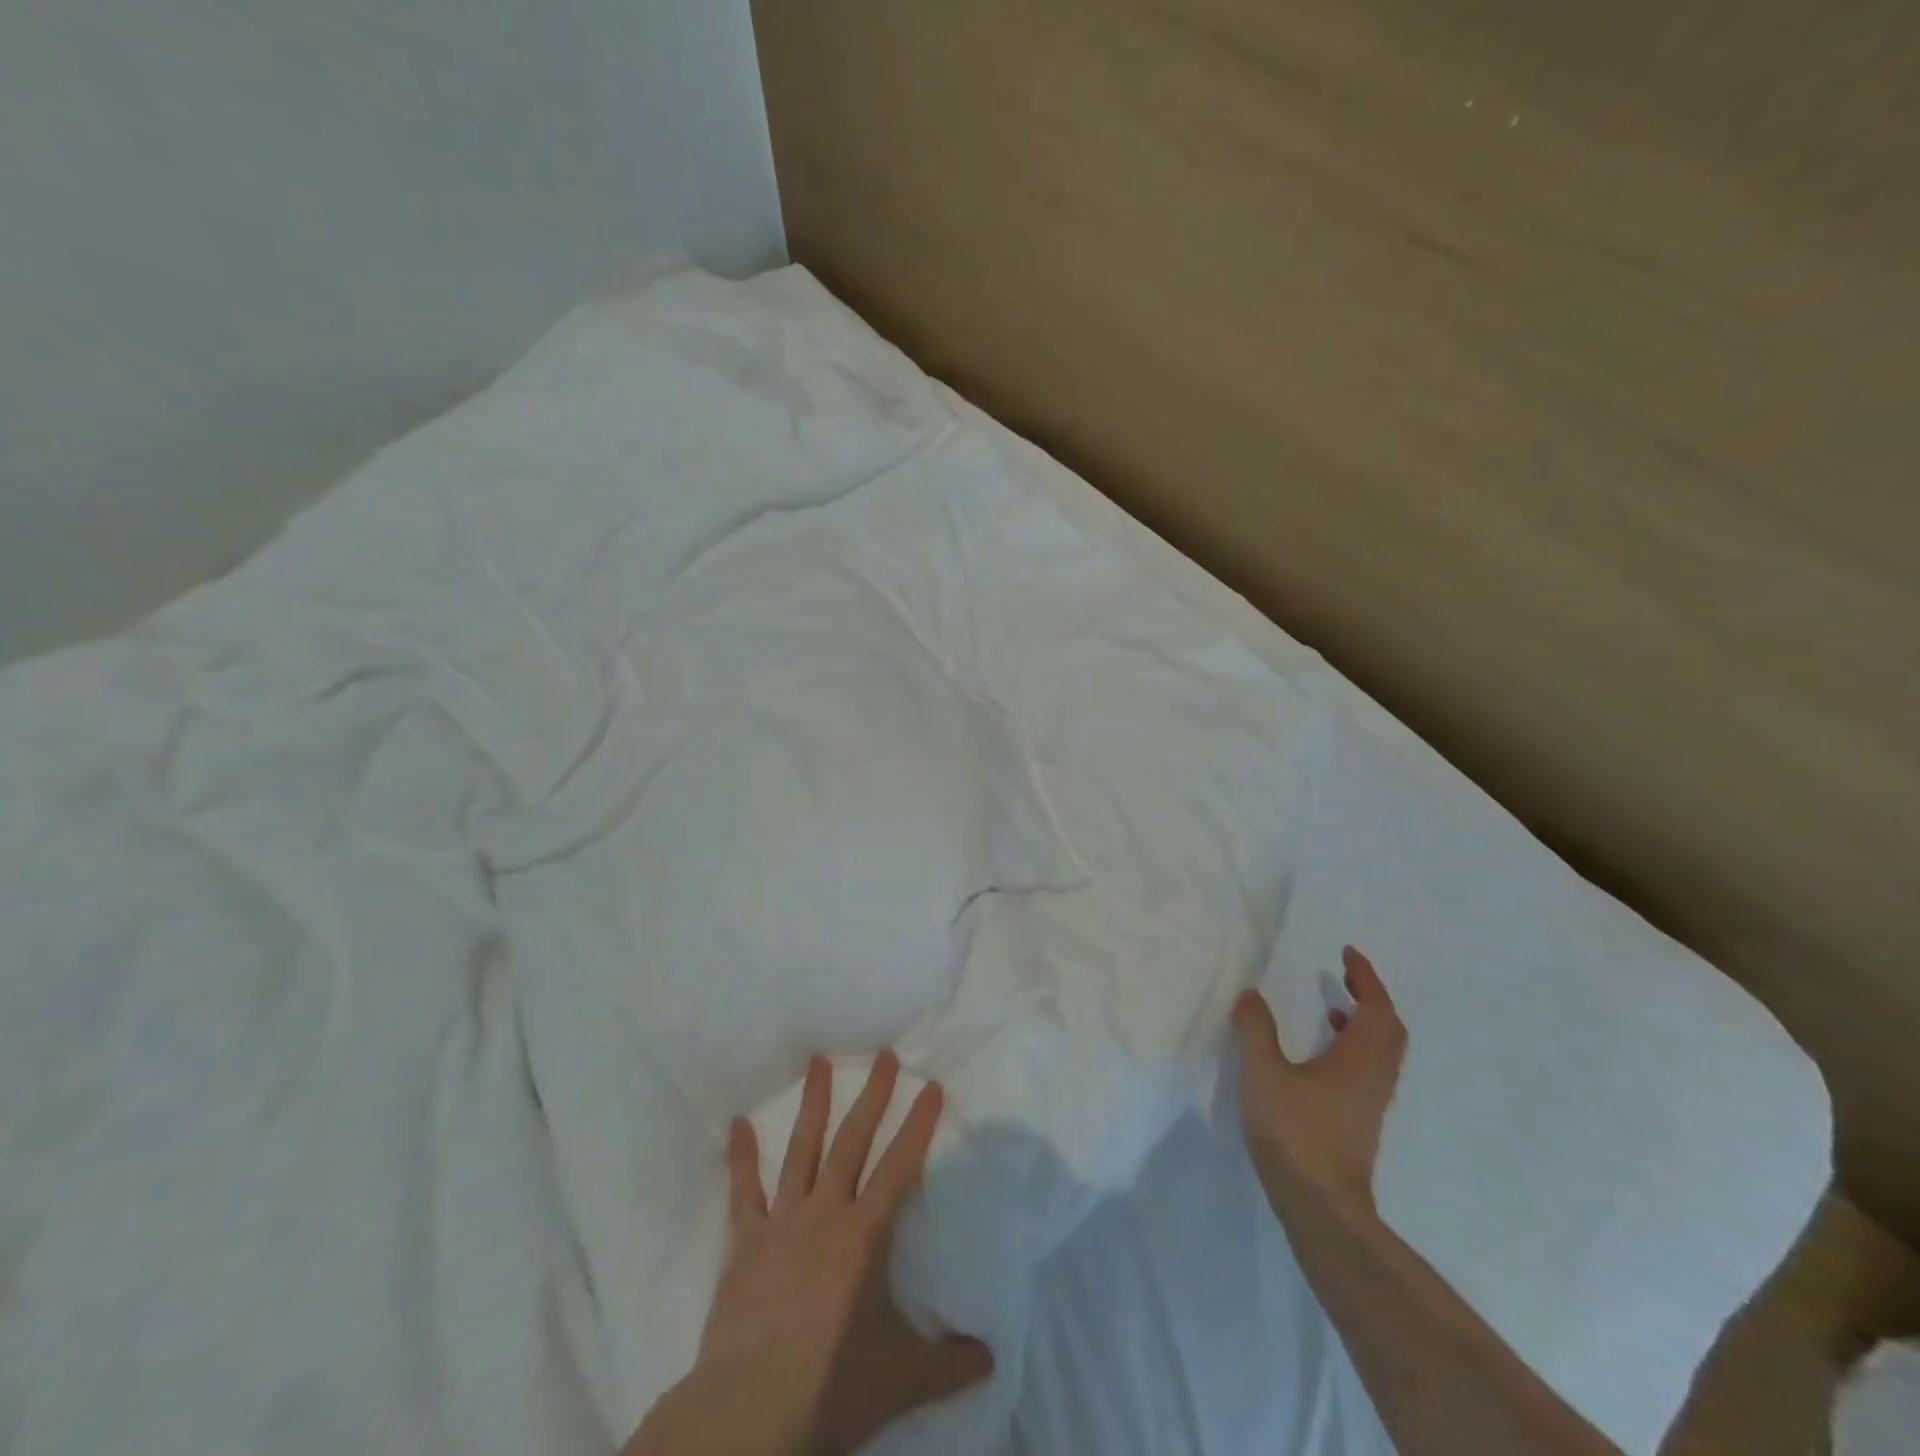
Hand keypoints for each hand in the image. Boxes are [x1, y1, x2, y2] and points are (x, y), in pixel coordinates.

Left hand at [625, 1052, 992, 1455]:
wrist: (748, 1412)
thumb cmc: (830, 1385)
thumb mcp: (901, 1378)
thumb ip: (949, 1364)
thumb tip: (991, 1357)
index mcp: (864, 1235)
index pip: (900, 1167)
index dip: (918, 1125)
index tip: (930, 1084)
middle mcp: (825, 1213)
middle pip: (853, 1142)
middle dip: (872, 1096)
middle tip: (884, 1055)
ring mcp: (781, 1221)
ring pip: (801, 1150)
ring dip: (813, 1104)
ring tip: (819, 1060)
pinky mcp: (744, 1241)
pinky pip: (743, 1190)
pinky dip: (740, 1156)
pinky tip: (736, 1123)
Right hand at [1232, 946, 1406, 1225]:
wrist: (1321, 1208)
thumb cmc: (1295, 1133)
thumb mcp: (1263, 1073)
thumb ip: (1255, 1030)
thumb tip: (1250, 994)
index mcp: (1360, 1060)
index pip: (1376, 1009)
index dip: (1366, 978)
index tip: (1348, 954)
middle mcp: (1374, 1079)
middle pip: (1388, 1030)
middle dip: (1370, 998)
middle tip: (1344, 977)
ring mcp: (1369, 1104)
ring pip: (1379, 1053)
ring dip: (1362, 1024)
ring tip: (1330, 1008)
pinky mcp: (1358, 1123)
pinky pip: (1366, 1071)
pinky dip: (1351, 1049)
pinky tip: (1319, 1057)